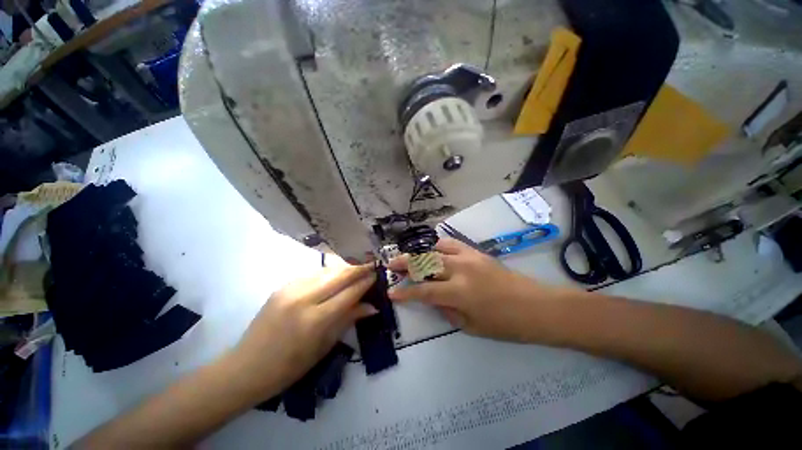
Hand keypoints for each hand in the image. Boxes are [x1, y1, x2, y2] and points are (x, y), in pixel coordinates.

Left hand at [231, 264, 376, 395]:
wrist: (245, 368)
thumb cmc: (289, 367)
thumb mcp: (324, 347)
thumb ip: (348, 320)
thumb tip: (372, 307)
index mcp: (316, 320)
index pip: (349, 293)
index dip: (365, 282)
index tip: (377, 275)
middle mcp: (304, 299)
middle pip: (339, 276)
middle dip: (358, 269)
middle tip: (371, 265)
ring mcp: (290, 290)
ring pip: (326, 271)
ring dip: (344, 268)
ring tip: (356, 268)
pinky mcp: (282, 287)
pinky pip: (312, 274)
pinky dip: (328, 273)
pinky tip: (334, 276)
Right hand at [388, 238, 555, 341]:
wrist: (536, 306)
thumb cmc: (505, 324)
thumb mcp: (471, 326)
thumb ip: (446, 310)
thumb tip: (432, 298)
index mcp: (459, 293)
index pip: (423, 291)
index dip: (405, 292)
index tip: (391, 292)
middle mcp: (460, 270)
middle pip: (425, 263)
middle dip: (405, 263)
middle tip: (391, 265)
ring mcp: (468, 257)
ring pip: (436, 249)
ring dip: (419, 253)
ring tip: (409, 258)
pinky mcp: (476, 252)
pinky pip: (451, 244)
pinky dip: (438, 247)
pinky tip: (433, 252)